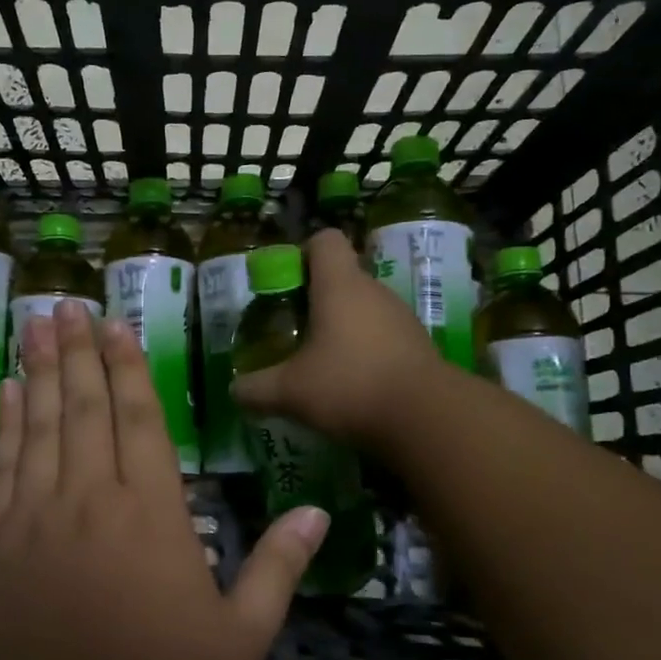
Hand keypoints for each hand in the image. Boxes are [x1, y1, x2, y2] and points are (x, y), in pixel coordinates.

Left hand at [0, 300, 329, 659]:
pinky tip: (7, 393)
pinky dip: (6, 424)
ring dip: (40, 371)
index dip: (127, 367)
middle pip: (86, 406)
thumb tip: (316, 513)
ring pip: (41, 424)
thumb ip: (278, 569)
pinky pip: (3, 466)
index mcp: (152, 511)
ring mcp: (37, 514)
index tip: (114, 325)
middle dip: (78, 351)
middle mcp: (92, 496)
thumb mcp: (240, 638)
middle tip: (65, 305)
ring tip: (35, 326)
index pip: (140, 418)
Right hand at [230, 229, 446, 448]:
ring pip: (365, 308)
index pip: (325, 241)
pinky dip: (367, 350)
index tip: (287, 284)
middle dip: (318, 299)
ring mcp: (401, 317)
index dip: (304, 253)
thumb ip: (256, 389)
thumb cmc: (349, 386)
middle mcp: (373, 291)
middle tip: (295, 331)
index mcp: (339, 286)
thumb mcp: (290, 392)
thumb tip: (234, 390)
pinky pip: (384, 335)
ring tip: (322, 362)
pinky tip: (353, 383)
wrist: (426, 418)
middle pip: (343, 277)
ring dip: (344, 326)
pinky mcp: (418, 345)